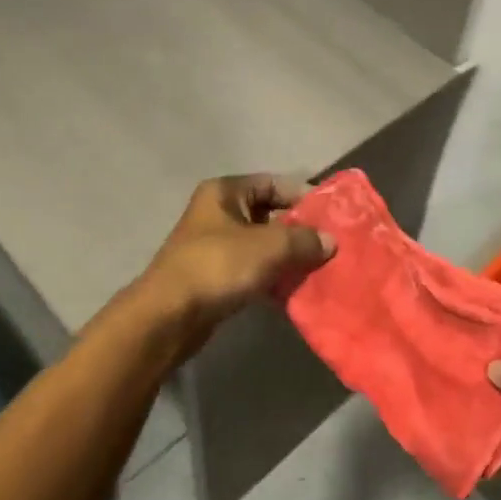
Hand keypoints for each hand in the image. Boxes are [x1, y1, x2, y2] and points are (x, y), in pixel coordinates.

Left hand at [136, 174, 334, 340]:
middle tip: (330, 244)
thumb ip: (303, 240)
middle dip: (299, 230)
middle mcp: (218, 212)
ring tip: (319, 268)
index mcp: (225, 192)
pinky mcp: (215, 276)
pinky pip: (253, 268)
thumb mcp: (268, 247)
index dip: (302, 195)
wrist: (169, 316)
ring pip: (262, 244)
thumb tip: (330, 240)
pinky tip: (295, 289)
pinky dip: (273, 276)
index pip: (273, 183)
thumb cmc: (217, 267)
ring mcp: (215, 245)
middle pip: (269, 214)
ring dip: (288, 256)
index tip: (331, 215)